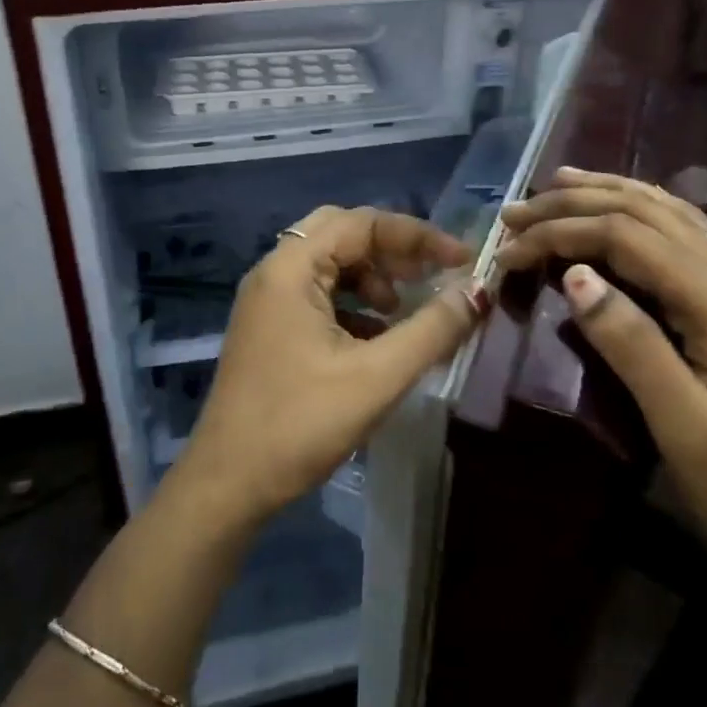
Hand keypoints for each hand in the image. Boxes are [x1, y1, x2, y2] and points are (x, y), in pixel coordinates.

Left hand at [174, 205, 488, 526]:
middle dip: (392, 250)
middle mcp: (273, 273)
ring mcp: (266, 302)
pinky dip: (352, 304)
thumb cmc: (301, 424)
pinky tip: (375, 340)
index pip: (362, 222)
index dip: (418, 236)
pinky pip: (316, 295)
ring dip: (371, 277)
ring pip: (328, 265)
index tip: (462, 260)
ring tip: (401, 313)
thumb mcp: (378, 376)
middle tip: (429, 276)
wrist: (228, 484)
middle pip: (341, 233)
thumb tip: (479, 291)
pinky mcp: (267, 330)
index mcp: (290, 268)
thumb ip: (432, 329)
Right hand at [495, 168, 706, 577]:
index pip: (625, 237)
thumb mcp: (686, 428)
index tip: (506, 253)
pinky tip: (622, 207)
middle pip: (644, 212)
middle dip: (574, 203)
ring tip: (556, 184)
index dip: (561, 233)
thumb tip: (575, 275)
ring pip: (667, 212)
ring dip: (607, 193)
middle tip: (515, 212)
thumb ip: (632, 346)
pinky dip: (640, 208)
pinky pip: (684, 231)